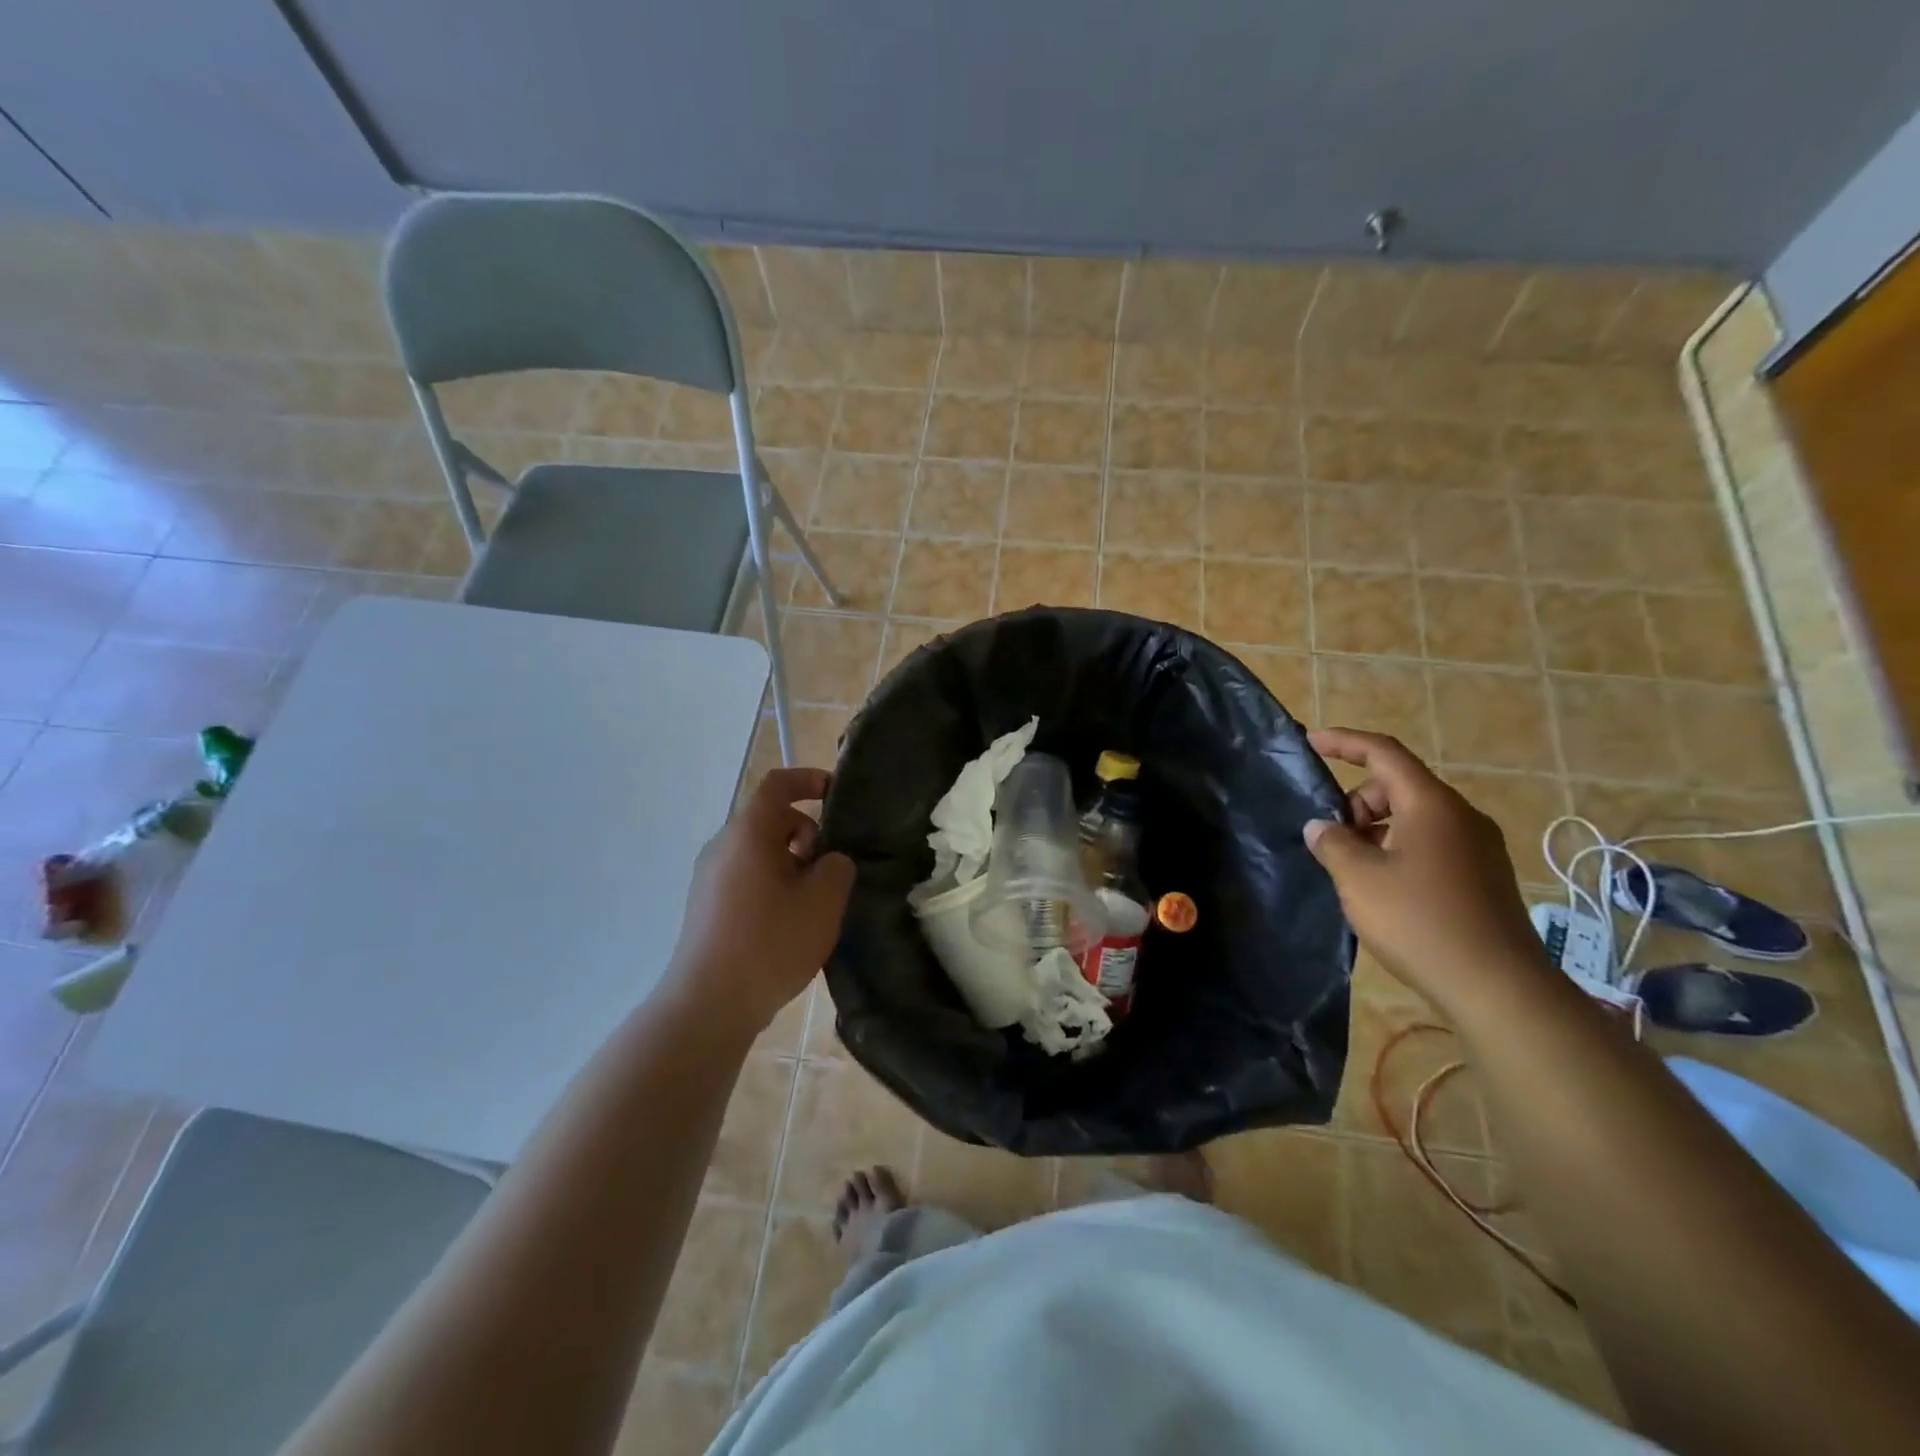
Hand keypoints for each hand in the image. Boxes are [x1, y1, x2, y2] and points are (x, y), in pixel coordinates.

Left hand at [663, 767, 854, 1036]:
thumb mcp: (823, 902)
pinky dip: (773, 884)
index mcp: (748, 833)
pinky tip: (789, 924)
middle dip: (807, 834)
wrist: (708, 1005)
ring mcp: (709, 877)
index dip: (809, 780)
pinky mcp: (706, 906)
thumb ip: (837, 867)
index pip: (777, 785)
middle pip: (771, 820)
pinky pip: (746, 876)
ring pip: (760, 851)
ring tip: (813, 903)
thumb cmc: (770, 944)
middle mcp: (722, 847)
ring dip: (792, 864)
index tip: (836, 794)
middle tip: (831, 870)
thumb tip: (830, 861)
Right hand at [1304, 728, 1551, 1015]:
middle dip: (1357, 802)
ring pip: (1414, 818)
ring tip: (1353, 869)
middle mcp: (1461, 817)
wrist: (1498, 987)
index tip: (1310, 742)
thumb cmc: (1420, 921)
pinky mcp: (1484, 877)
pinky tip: (1383, 889)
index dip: (1344, 742)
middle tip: (1330, 838)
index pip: (1383, 753)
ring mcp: (1478, 848)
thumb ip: (1332, 843)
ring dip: (1376, 830)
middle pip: (1398, 787)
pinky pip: (1432, 844)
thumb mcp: (1358, 879)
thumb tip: (1321, 827)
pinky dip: (1399, 850)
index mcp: (1432, 805)